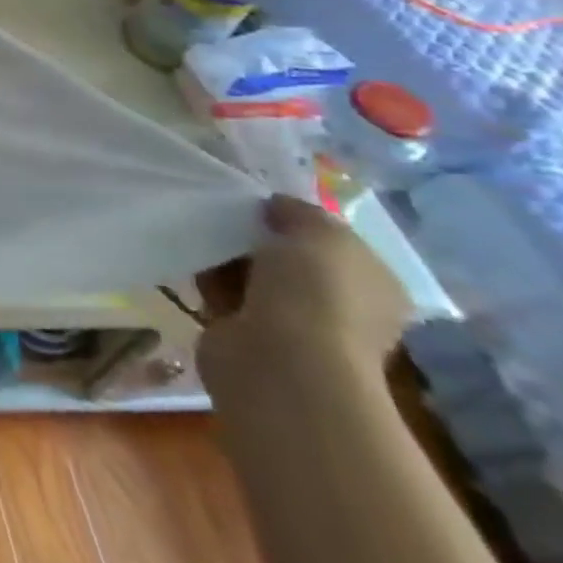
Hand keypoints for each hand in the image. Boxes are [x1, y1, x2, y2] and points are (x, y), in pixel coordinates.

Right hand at [197, 196, 412, 391]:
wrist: (280, 360)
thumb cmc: (316, 292)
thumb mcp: (319, 232)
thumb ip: (300, 212)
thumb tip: (276, 207)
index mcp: (372, 284)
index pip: (334, 243)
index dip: (298, 220)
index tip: (261, 202)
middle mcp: (338, 306)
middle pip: (288, 257)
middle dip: (256, 236)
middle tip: (225, 212)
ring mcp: (292, 324)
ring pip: (251, 275)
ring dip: (226, 256)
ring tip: (201, 230)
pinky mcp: (246, 333)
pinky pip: (222, 294)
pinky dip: (206, 278)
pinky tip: (191, 258)